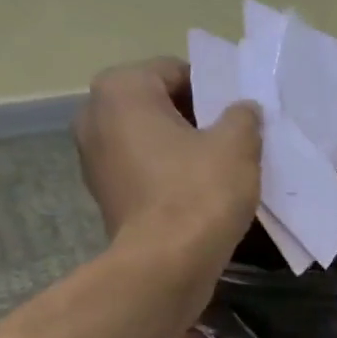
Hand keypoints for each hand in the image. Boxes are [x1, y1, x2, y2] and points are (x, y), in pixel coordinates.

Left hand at [75, 58, 262, 255]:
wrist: (166, 266)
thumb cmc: (199, 192)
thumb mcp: (237, 144)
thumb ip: (243, 116)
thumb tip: (243, 111)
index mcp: (121, 89)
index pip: (176, 71)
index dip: (213, 90)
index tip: (238, 114)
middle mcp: (95, 116)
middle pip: (159, 105)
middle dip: (195, 119)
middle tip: (234, 138)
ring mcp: (93, 160)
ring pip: (150, 140)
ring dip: (182, 149)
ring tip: (220, 168)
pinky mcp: (104, 197)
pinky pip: (143, 172)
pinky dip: (168, 176)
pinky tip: (200, 194)